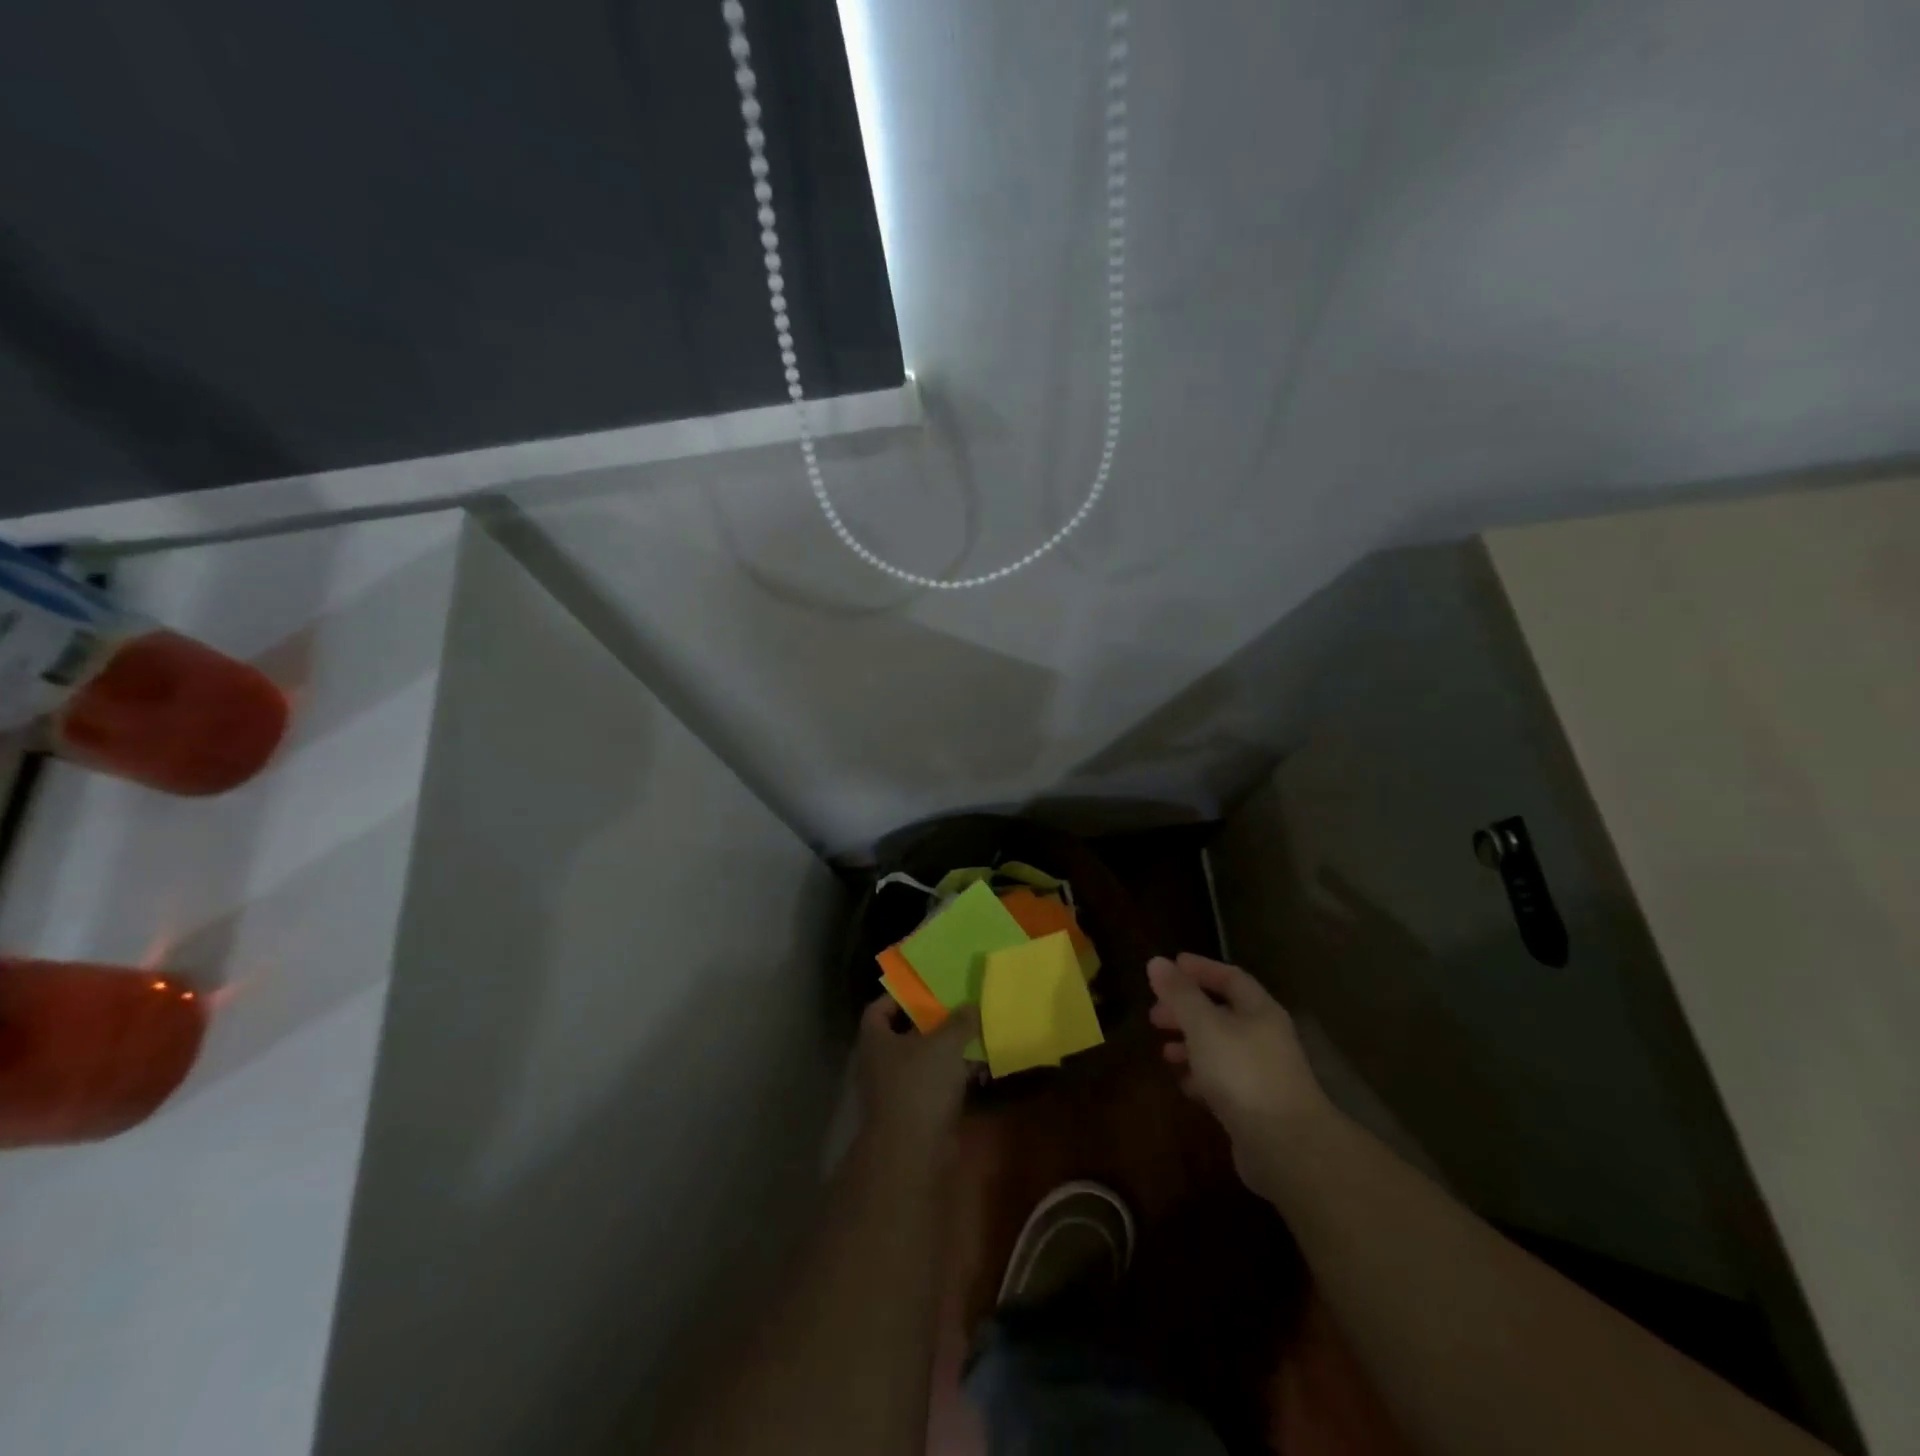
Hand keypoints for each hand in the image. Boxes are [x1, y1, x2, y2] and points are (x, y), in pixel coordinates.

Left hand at [856, 997, 978, 1147]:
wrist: (914, 1151)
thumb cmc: (920, 1084)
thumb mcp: (944, 1043)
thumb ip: (958, 1021)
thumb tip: (970, 1004)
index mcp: (875, 1040)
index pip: (878, 1009)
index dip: (898, 997)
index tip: (924, 990)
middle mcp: (879, 1064)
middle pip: (903, 1035)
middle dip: (930, 1024)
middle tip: (956, 1010)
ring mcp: (895, 1091)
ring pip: (922, 1062)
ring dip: (946, 1052)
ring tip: (974, 1036)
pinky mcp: (914, 1114)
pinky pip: (934, 1086)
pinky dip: (952, 1078)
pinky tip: (978, 1070)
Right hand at [1148, 953, 1332, 1197]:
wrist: (1286, 1148)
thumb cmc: (1243, 1073)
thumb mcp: (1204, 1026)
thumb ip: (1180, 994)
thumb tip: (1157, 961)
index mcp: (1259, 1011)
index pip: (1230, 977)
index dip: (1199, 969)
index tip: (1169, 966)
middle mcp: (1264, 1037)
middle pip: (1222, 1013)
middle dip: (1187, 1010)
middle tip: (1154, 1015)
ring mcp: (1262, 1073)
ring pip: (1220, 1048)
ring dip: (1190, 1045)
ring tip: (1163, 1051)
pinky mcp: (1255, 1106)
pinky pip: (1223, 1080)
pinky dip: (1201, 1076)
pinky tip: (1183, 1083)